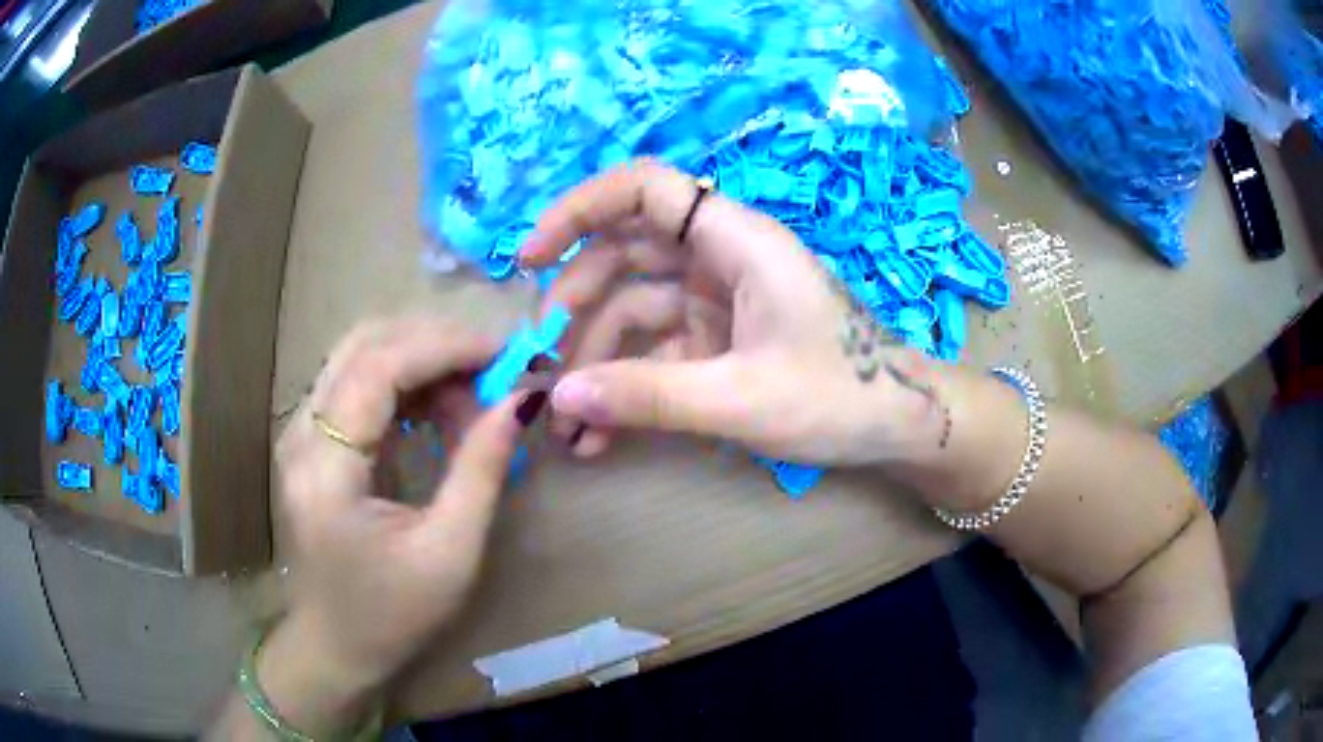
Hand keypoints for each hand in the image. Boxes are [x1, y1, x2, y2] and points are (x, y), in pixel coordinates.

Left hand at [259, 316, 539, 733]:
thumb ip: (481, 470)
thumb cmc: (393, 614)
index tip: (504, 354)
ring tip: (471, 394)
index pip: (379, 367)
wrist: (336, 646)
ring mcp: (300, 434)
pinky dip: (403, 382)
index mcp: (326, 469)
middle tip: (492, 369)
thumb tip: (520, 401)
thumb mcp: (450, 552)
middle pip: (364, 344)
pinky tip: (438, 409)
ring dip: (420, 359)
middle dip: (435, 343)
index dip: (444, 347)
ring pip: (358, 355)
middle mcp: (301, 435)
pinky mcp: (310, 441)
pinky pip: (356, 383)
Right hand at [519, 160, 950, 465]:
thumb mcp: (741, 399)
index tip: (530, 258)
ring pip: (633, 309)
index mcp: (736, 241)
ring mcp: (717, 300)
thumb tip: (559, 399)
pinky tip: (600, 433)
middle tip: (541, 368)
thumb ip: (647, 396)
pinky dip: (626, 386)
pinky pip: (656, 350)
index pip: (644, 188)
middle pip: (624, 255)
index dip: (579, 209)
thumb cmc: (841, 396)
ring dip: (594, 363)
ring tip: (566, 426)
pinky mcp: (718, 339)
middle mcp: (721, 257)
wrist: (900, 426)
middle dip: (576, 308)